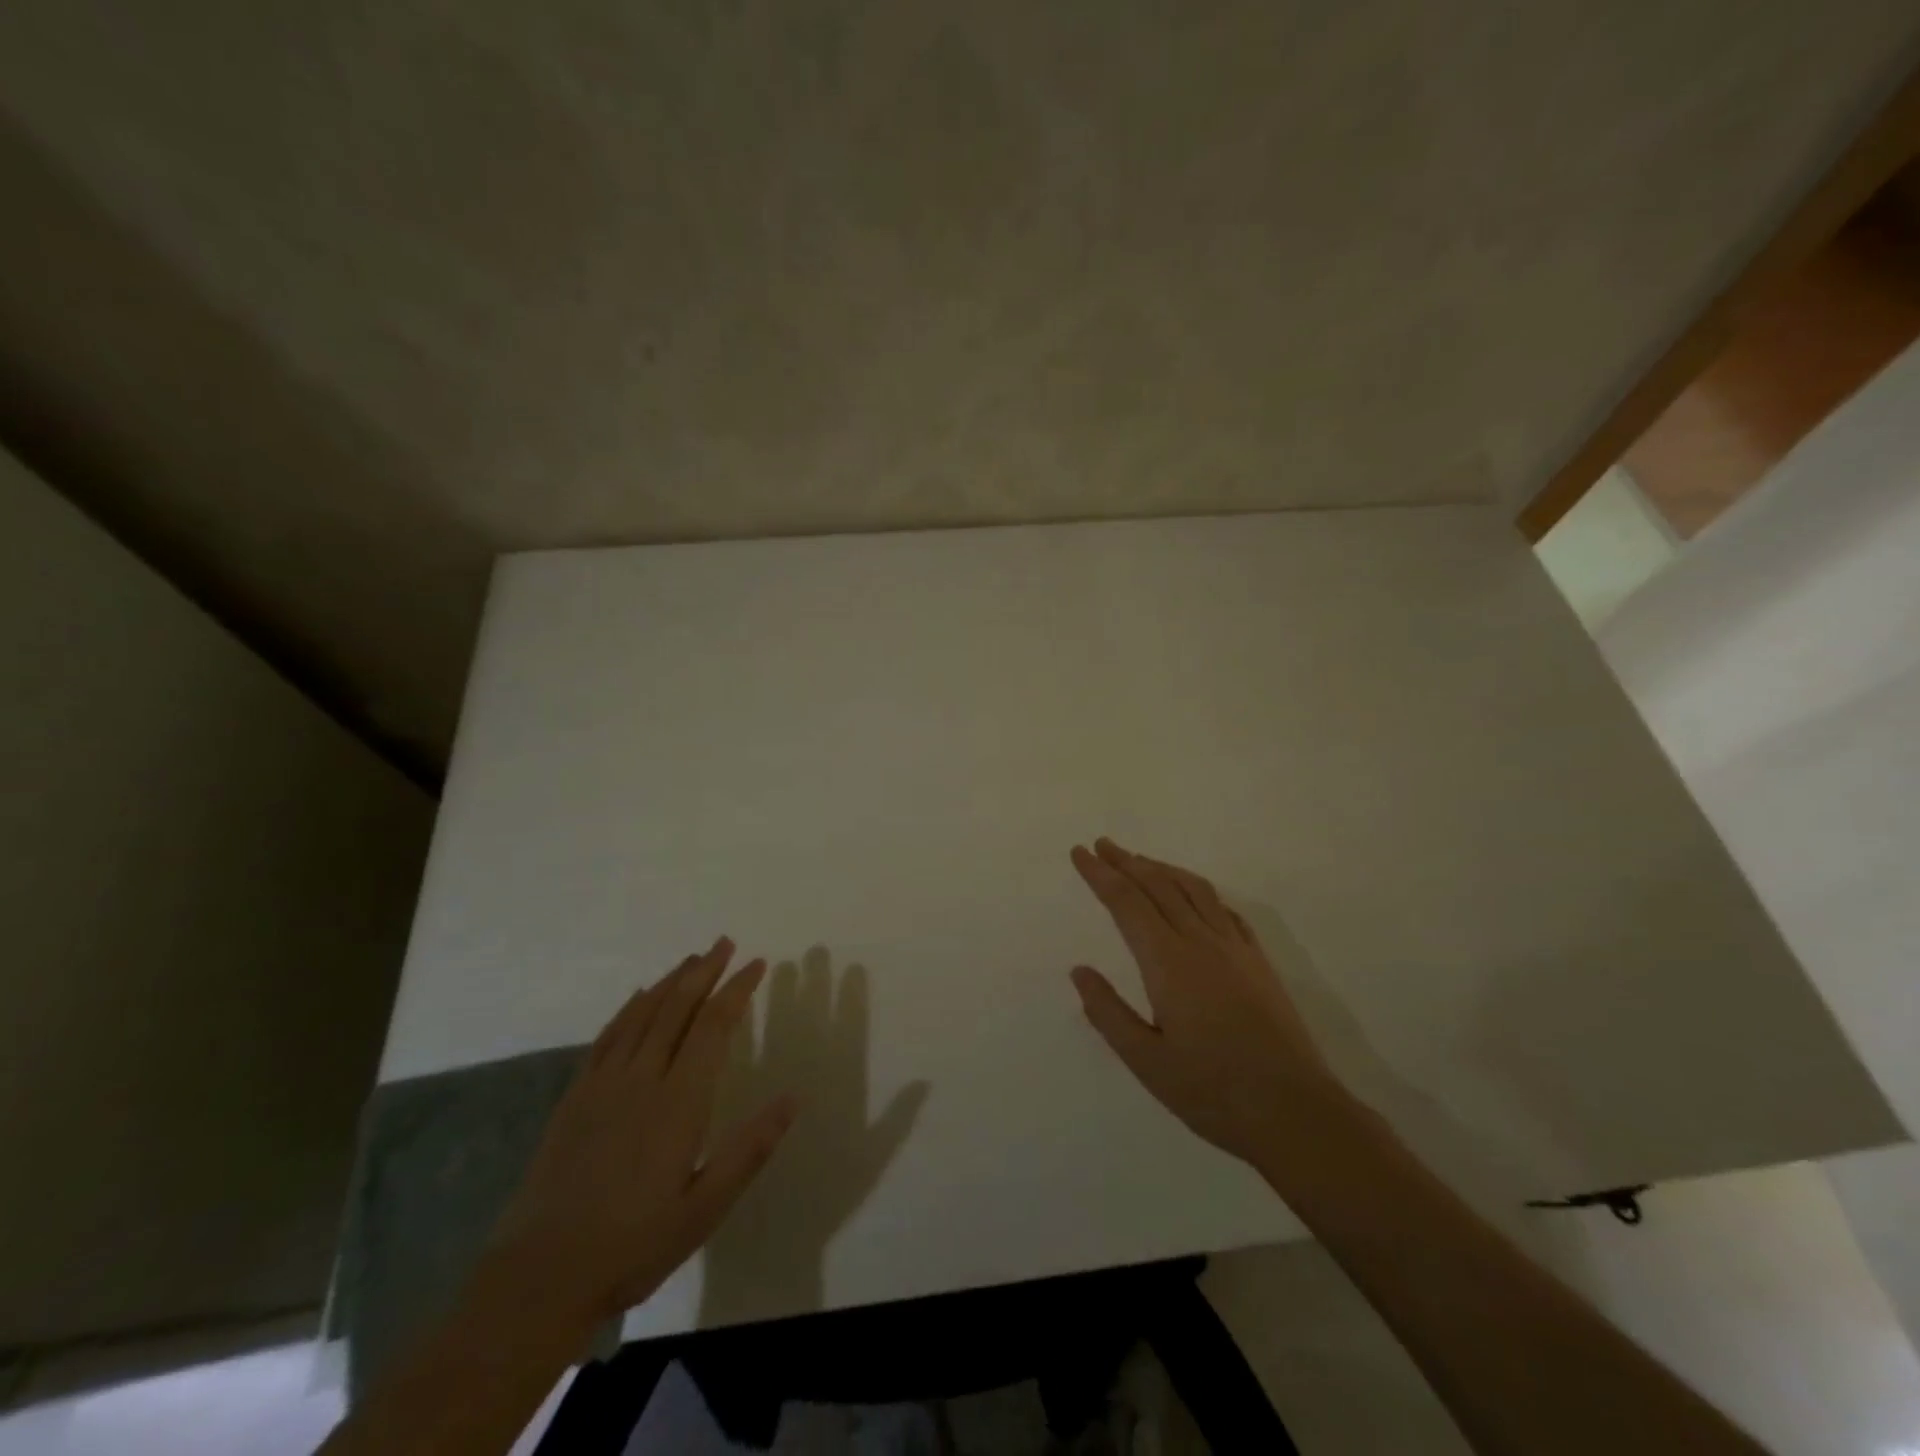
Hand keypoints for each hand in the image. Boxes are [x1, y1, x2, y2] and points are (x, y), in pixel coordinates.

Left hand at [487, 937, 796, 1330]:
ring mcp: (603, 1085)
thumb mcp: (705, 1207)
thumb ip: (750, 1149)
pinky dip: (629, 1009)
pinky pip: (607, 1037)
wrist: (539, 1277)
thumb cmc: (633, 1245)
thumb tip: (794, 1098)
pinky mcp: (575, 1098)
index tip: (757, 964)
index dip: (736, 989)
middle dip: (704, 971)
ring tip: (692, 959)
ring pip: (642, 1015)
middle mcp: (642, 1079)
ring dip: (670, 982)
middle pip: (677, 1008)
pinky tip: (638, 997)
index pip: (713, 1026)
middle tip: (725, 944)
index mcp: (679, 1101)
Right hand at [1069, 838, 1349, 1167]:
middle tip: (1102, 844)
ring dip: (1163, 869)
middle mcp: (1200, 942)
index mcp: (1168, 962)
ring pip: (1194, 890)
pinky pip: (1225, 910)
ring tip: (1141, 860)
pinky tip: (1196, 896)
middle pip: (1158, 886)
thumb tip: (1080, 971)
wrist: (1295, 1111)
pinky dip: (1201, 891)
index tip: (1080, 853)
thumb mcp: (1146, 1062)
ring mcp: (1235, 949)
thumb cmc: (1212, 1091)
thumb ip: (1108, 1013)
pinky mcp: (1259, 962)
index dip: (1100, 874)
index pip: (1126, 902)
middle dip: (1127, 861)